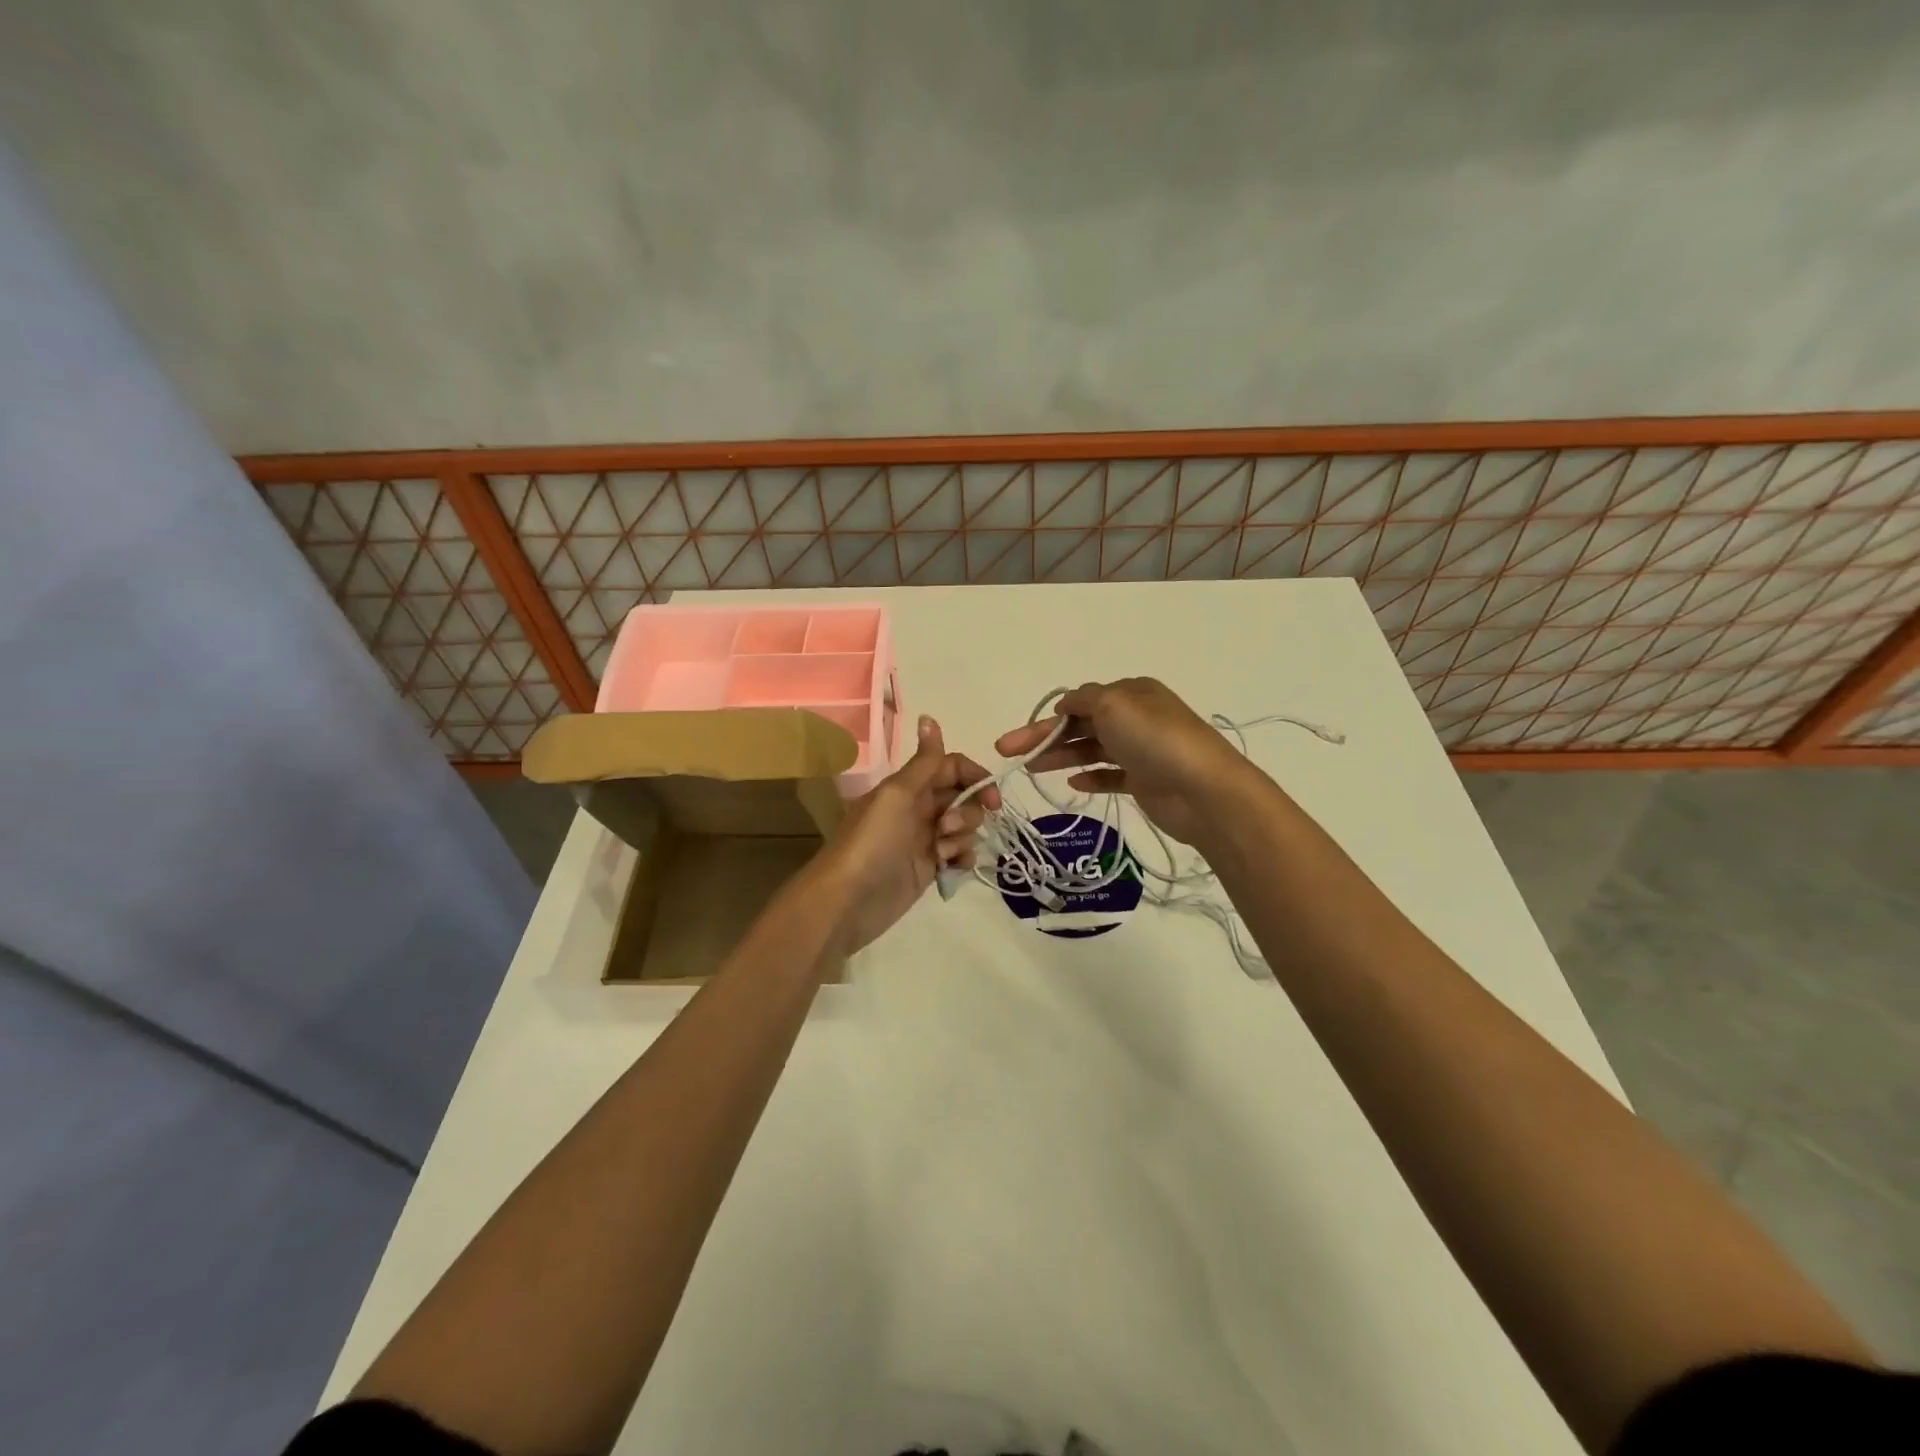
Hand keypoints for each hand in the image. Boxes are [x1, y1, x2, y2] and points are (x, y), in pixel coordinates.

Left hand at [813, 715, 999, 951]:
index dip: (975, 777)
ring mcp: (924, 839)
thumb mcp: (898, 794)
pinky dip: (962, 858)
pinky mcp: (928, 869)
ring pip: (964, 826)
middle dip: (969, 811)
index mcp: (909, 786)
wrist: (848, 900)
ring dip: (963, 836)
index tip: (991, 798)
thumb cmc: (872, 841)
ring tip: (941, 854)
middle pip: (963, 797)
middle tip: (948, 828)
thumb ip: (924, 761)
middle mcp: (918, 808)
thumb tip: (929, 717)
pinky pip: (959, 855)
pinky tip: (950, 867)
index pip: (952, 767)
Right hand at [994, 678, 1254, 846]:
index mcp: (1130, 693)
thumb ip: (1083, 698)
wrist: (1202, 789)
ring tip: (1031, 770)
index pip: (1080, 701)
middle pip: (1080, 725)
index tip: (1023, 735)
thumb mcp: (1113, 703)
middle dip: (1044, 738)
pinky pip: (1109, 776)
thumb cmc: (1154, 738)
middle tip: (1008, 752)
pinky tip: (1071, 784)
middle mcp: (1134, 717)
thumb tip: (1065, 705)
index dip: (1049, 717)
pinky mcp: (1144, 781)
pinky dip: (1090, 777)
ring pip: (1091, 750)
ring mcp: (1140, 750)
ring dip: (1061, 757)